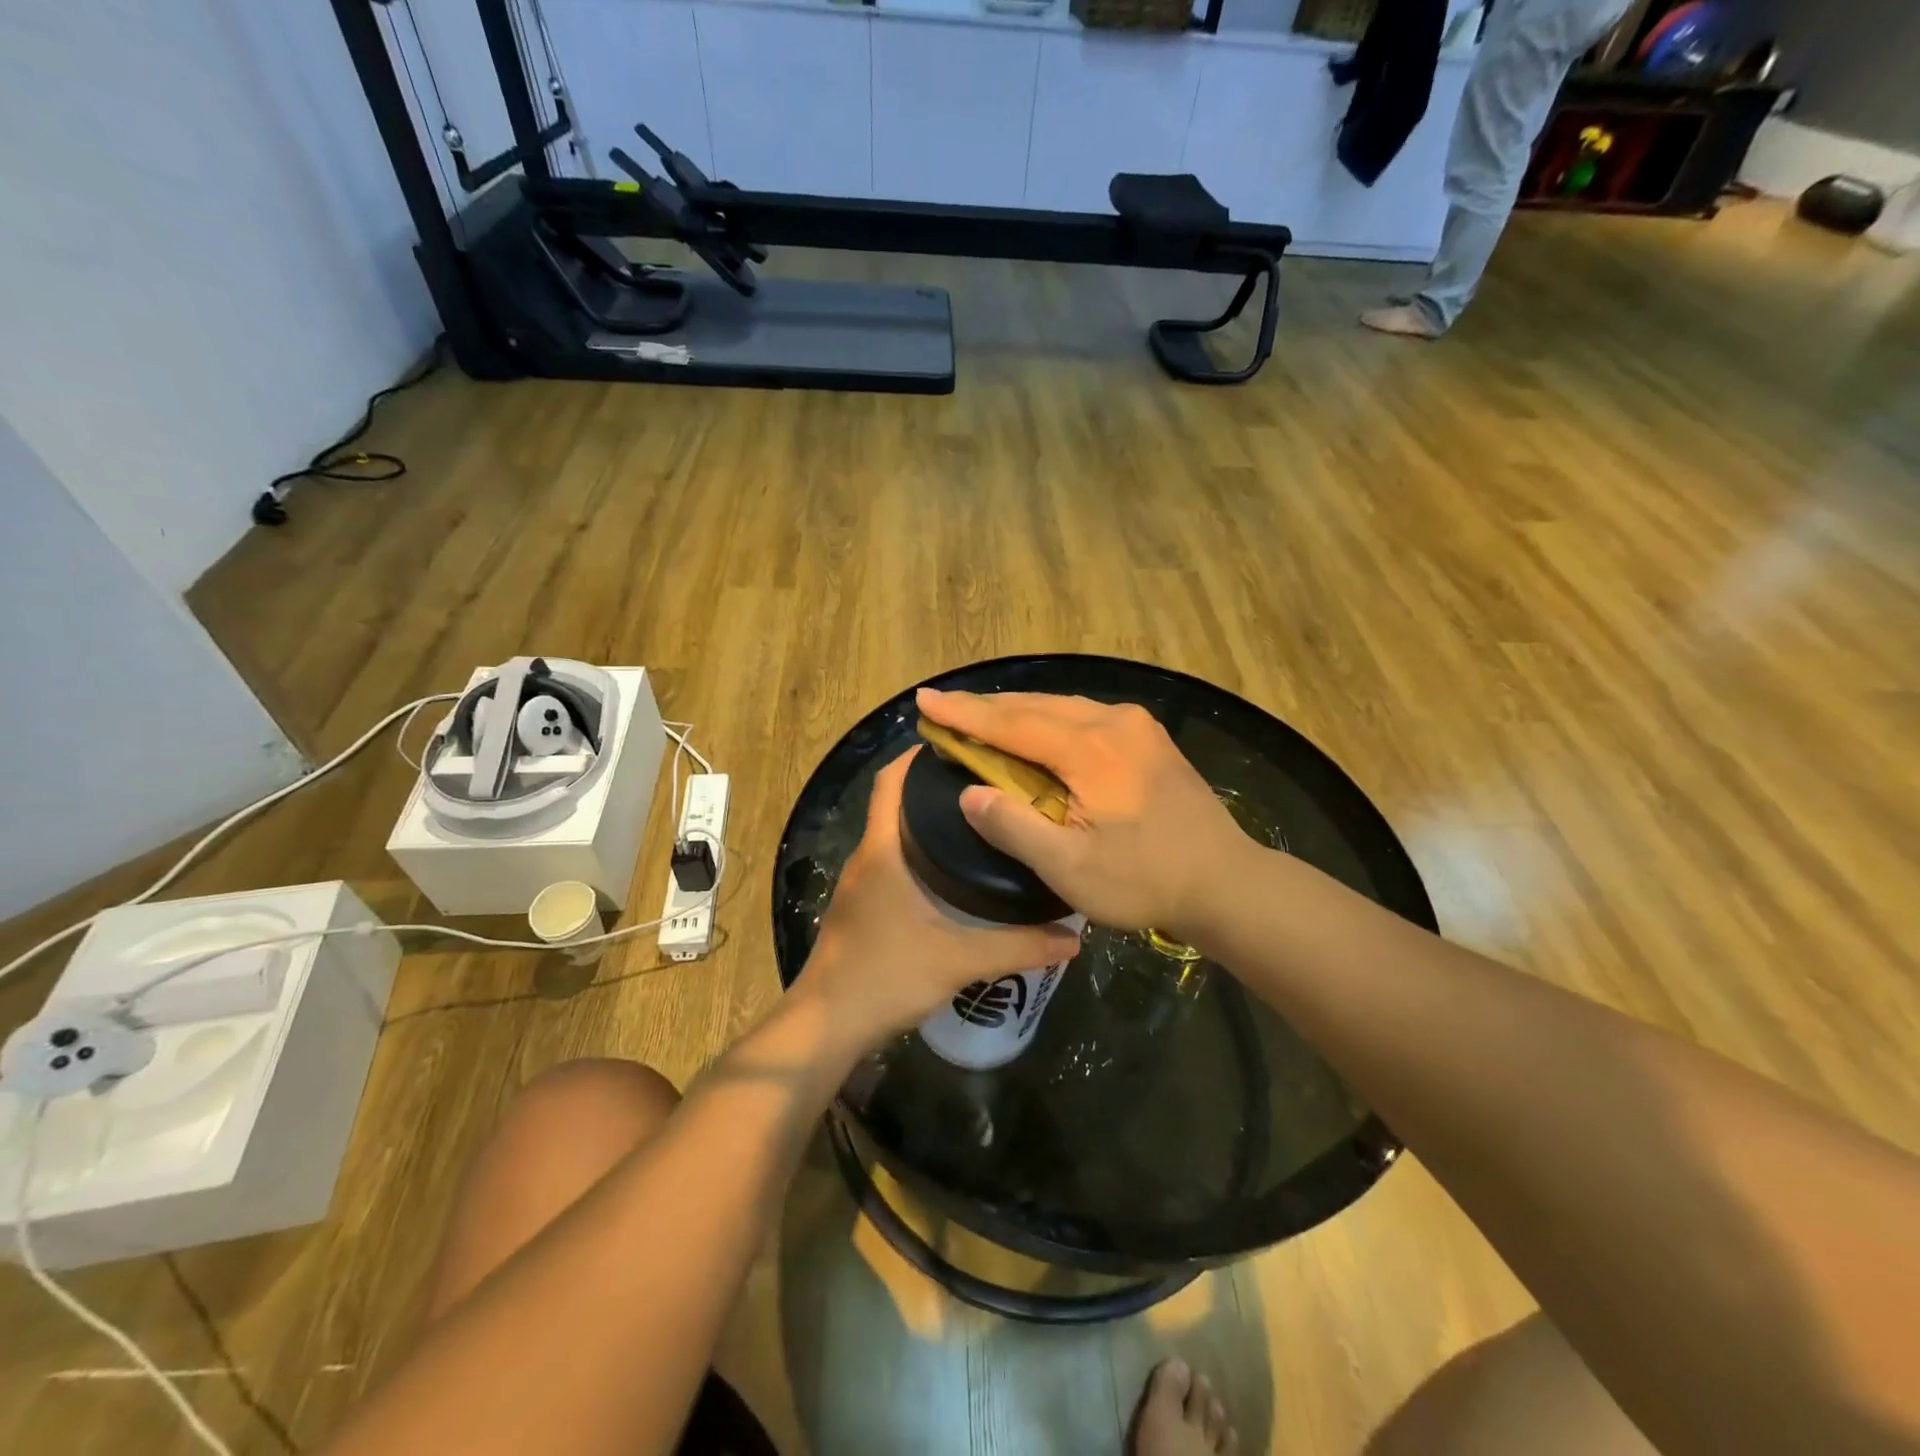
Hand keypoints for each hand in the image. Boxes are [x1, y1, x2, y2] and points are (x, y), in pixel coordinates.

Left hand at [796, 747, 1082, 1053]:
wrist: (827, 1025)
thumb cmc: (886, 977)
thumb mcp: (959, 960)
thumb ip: (1018, 946)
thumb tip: (1074, 936)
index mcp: (882, 851)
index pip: (890, 782)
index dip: (915, 756)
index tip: (958, 744)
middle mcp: (866, 857)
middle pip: (894, 804)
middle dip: (933, 788)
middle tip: (986, 784)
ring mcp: (859, 884)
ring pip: (892, 835)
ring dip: (925, 822)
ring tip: (978, 821)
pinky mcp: (860, 908)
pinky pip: (890, 862)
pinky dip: (916, 853)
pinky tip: (950, 872)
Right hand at [915, 688, 1249, 938]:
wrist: (1227, 882)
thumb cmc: (1145, 881)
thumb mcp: (1070, 868)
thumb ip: (1015, 826)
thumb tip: (969, 793)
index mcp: (1090, 749)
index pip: (1012, 723)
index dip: (964, 714)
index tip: (924, 700)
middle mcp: (1113, 723)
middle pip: (1035, 705)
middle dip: (985, 707)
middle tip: (942, 706)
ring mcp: (1136, 727)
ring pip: (1061, 706)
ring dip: (1017, 712)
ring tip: (978, 716)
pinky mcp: (1148, 740)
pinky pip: (1084, 716)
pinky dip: (1048, 719)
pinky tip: (1036, 729)